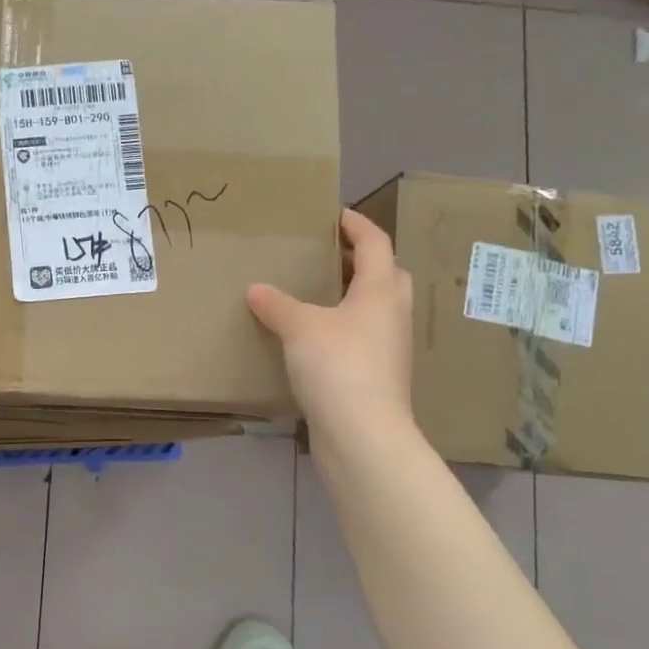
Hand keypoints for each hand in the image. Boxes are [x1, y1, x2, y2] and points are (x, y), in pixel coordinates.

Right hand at [247, 209, 415, 436]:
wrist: (362, 434)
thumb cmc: (338, 365)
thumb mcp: (299, 327)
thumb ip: (277, 304)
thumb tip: (256, 290)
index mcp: (381, 291)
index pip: (375, 243)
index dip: (356, 225)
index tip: (335, 214)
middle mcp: (393, 315)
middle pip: (386, 275)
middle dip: (362, 261)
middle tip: (329, 256)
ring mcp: (389, 349)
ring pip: (376, 310)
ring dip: (353, 296)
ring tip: (317, 294)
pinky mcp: (378, 378)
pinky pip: (362, 339)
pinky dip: (343, 329)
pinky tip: (314, 339)